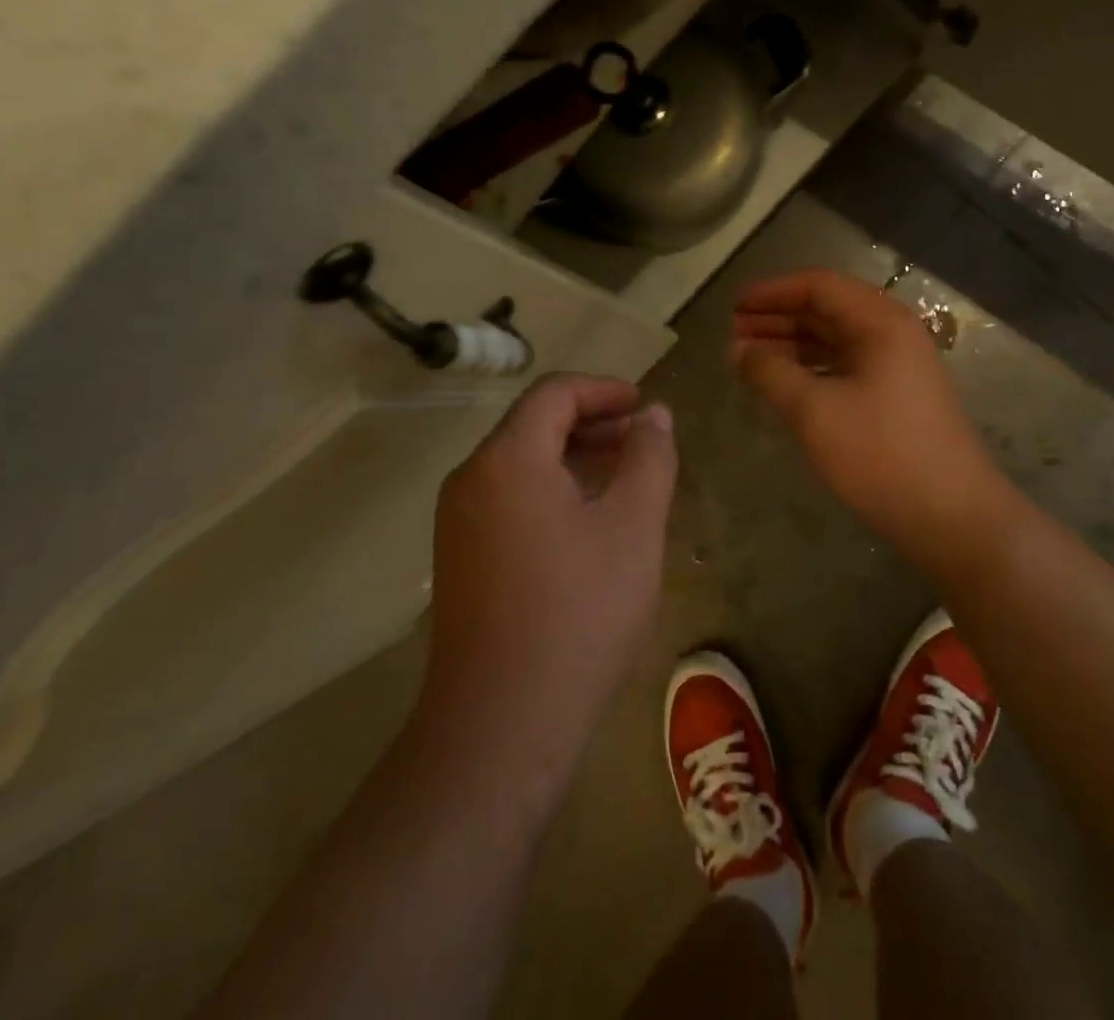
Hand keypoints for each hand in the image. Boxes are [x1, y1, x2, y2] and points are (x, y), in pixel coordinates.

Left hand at [421, 375, 676, 784]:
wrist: (502, 724)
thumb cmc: (579, 612)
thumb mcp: (632, 526)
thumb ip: (649, 458)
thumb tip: (655, 415)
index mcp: (508, 458)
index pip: (555, 393)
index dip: (605, 389)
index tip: (646, 406)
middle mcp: (471, 479)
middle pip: (534, 425)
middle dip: (593, 423)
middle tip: (644, 441)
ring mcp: (458, 522)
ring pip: (521, 464)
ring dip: (574, 458)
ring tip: (625, 478)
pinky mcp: (460, 559)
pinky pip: (509, 499)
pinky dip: (552, 490)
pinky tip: (589, 522)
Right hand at [732, 269, 1015, 569]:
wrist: (953, 518)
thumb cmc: (881, 454)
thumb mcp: (815, 411)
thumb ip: (770, 373)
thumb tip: (738, 350)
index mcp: (880, 322)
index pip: (818, 286)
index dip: (772, 292)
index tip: (733, 306)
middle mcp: (892, 334)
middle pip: (827, 310)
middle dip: (778, 318)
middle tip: (733, 334)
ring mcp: (897, 367)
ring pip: (834, 341)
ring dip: (791, 345)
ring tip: (748, 359)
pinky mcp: (895, 398)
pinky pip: (844, 368)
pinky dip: (810, 370)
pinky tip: (783, 385)